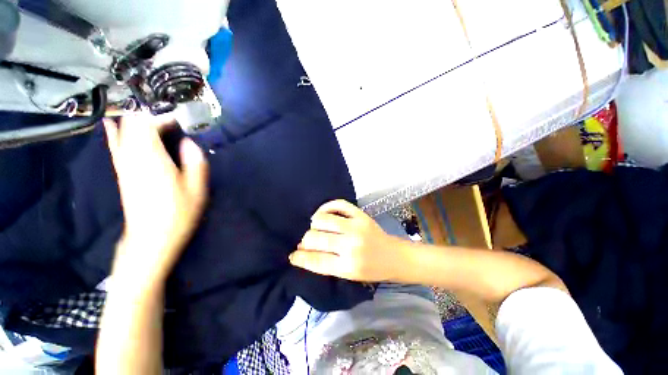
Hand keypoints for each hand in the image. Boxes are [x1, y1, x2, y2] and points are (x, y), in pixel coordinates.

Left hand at [104, 113, 208, 283]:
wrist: (151, 237)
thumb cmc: (178, 213)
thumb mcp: (197, 189)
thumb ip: (195, 163)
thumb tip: (190, 143)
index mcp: (152, 159)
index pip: (148, 125)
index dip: (163, 117)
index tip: (179, 120)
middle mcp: (132, 157)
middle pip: (133, 125)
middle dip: (150, 116)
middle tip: (169, 120)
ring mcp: (123, 164)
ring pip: (122, 132)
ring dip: (135, 121)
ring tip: (151, 118)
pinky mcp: (121, 172)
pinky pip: (114, 145)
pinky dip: (114, 132)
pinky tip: (112, 123)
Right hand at [289, 200, 403, 281]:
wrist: (393, 256)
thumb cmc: (372, 270)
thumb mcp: (349, 275)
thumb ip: (328, 264)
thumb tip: (305, 252)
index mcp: (348, 266)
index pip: (316, 260)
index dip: (300, 258)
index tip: (292, 256)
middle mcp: (350, 245)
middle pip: (316, 238)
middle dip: (305, 240)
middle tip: (306, 242)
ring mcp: (356, 227)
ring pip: (323, 220)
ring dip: (314, 224)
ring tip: (315, 227)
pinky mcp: (360, 215)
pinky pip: (338, 204)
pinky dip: (326, 207)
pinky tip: (323, 213)